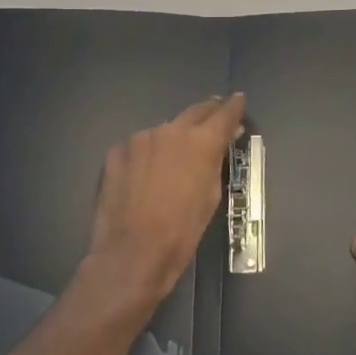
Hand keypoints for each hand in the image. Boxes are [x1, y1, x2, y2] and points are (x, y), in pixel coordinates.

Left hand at [85, 93, 244, 307]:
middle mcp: (171, 130)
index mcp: (201, 141)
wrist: (132, 254)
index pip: (225, 112)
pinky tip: (144, 176)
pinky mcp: (116, 152)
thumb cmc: (182, 231)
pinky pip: (138, 147)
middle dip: (208, 113)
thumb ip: (215, 161)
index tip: (239, 101)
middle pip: (195, 111)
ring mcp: (140, 139)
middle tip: (214, 117)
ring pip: (164, 131)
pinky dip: (146, 155)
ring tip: (173, 158)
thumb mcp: (211, 196)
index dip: (235, 106)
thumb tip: (220, 144)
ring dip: (173, 139)